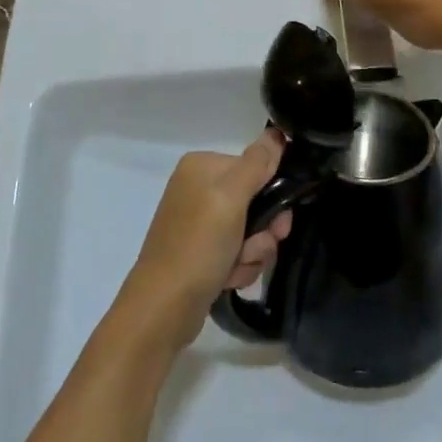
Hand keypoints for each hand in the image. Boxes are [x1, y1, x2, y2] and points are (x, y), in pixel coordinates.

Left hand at [117, 131, 294, 351]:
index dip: (272, 195)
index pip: (254, 168)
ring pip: (250, 230)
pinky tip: (226, 279)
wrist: (163, 308)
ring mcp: (199, 222)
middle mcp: (198, 188)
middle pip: (255, 201)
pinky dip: (238, 267)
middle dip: (262, 231)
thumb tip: (277, 133)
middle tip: (255, 249)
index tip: (279, 222)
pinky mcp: (201, 251)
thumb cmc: (198, 246)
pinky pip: (236, 252)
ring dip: (251, 253)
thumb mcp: (231, 199)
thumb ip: (256, 164)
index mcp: (202, 166)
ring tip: (235, 268)